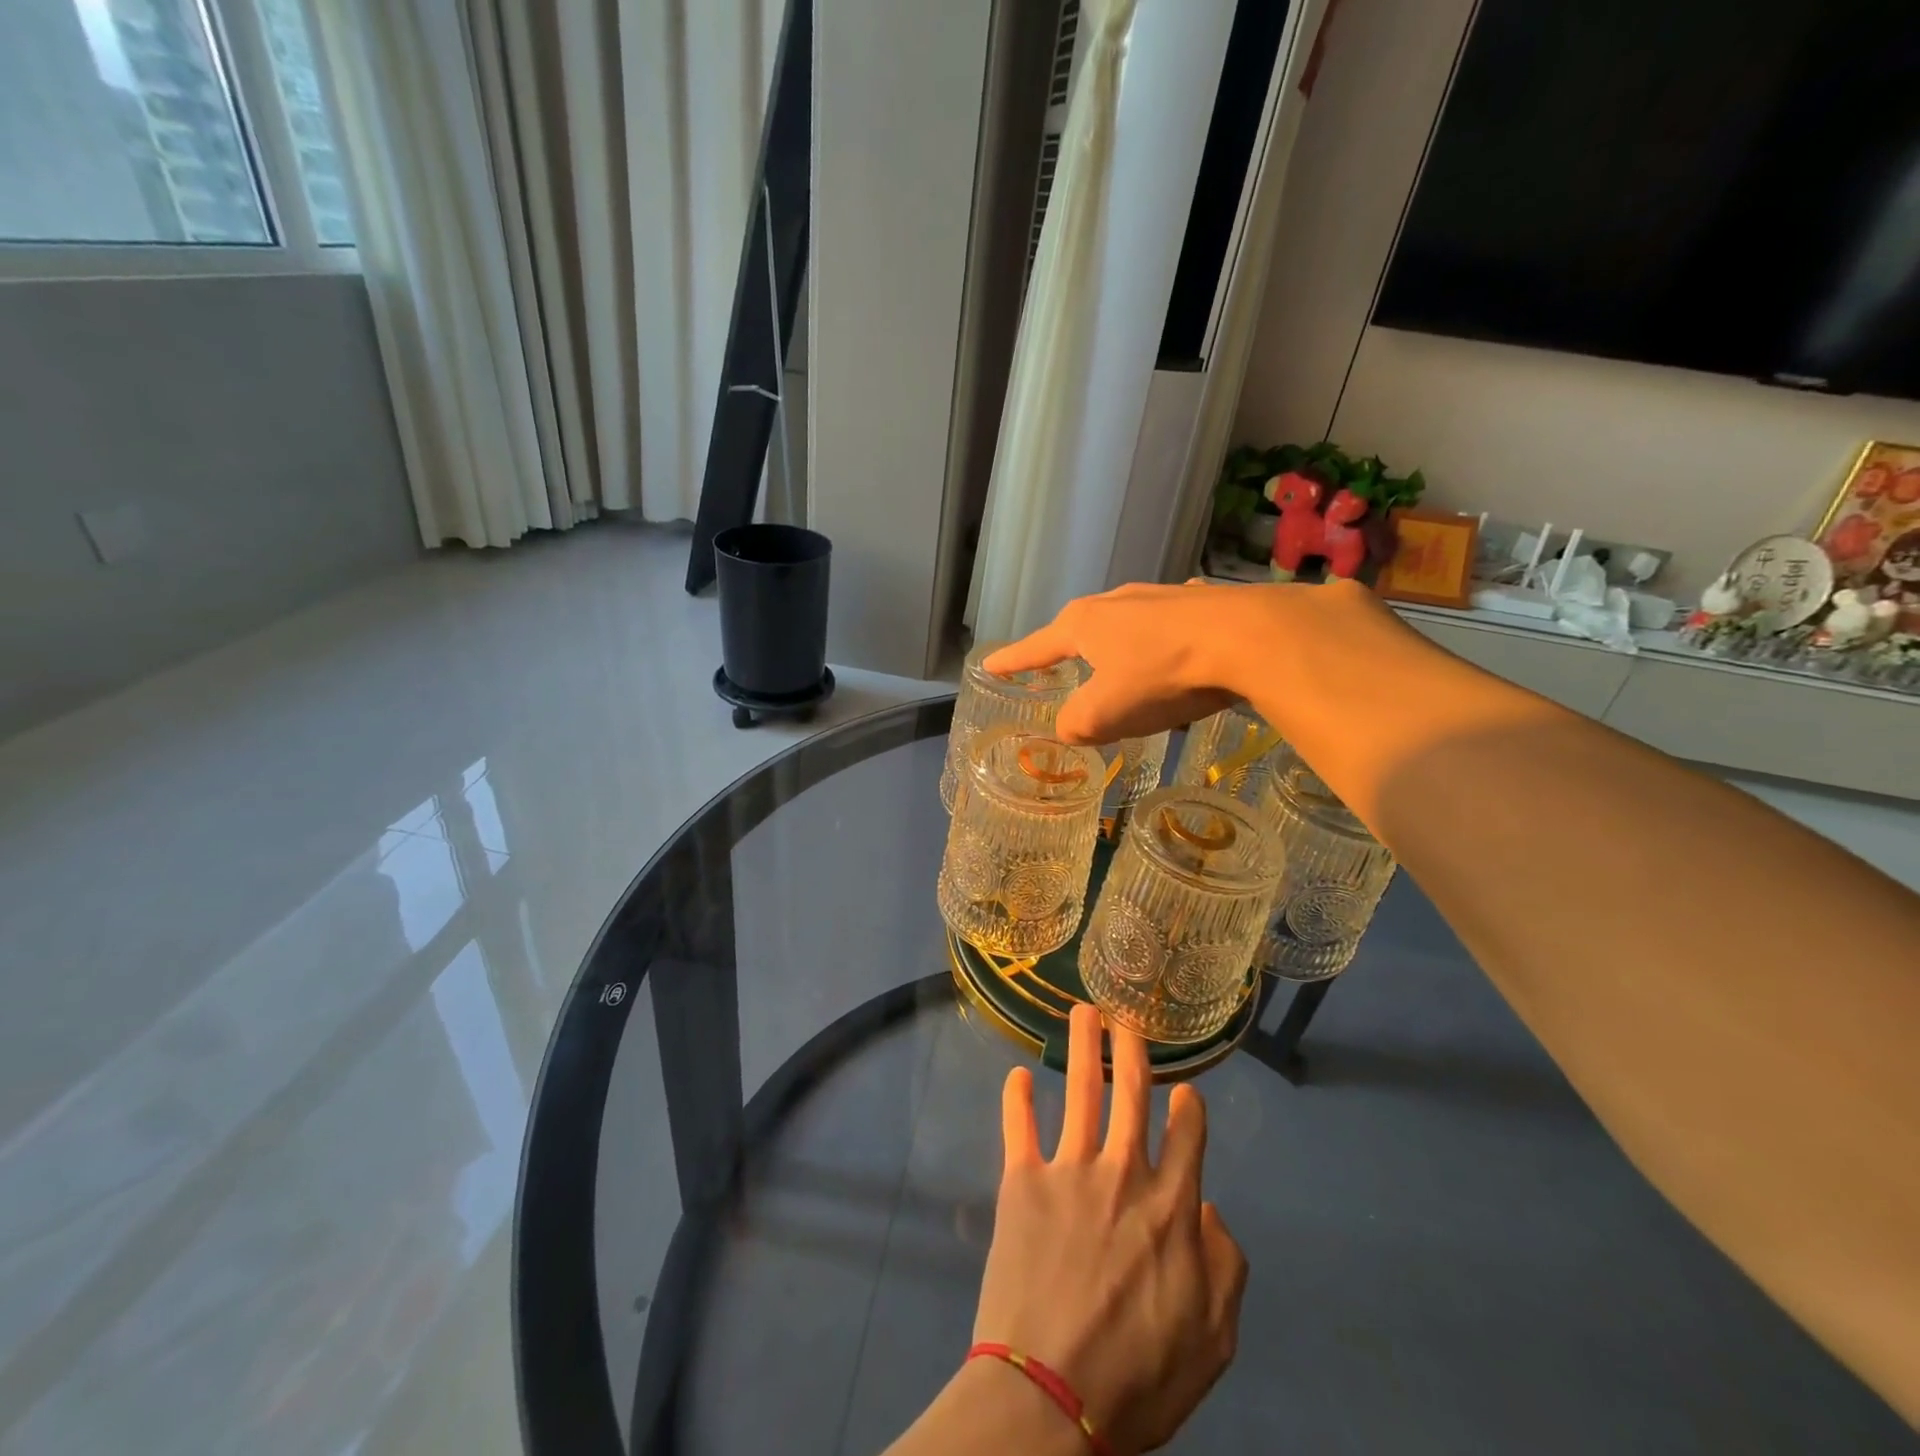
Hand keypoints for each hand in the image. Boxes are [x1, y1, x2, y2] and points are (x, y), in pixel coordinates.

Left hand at [973, 1005, 1247, 1454]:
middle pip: (1130, 1093)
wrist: (1050, 1396)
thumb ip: (1225, 1268)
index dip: (1189, 1109)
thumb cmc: (1138, 1376)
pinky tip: (1016, 1074)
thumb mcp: (1212, 1340)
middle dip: (1131, 1049)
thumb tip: (1210, 1209)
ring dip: (1082, 1046)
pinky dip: (1016, 1098)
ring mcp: (1069, 1170)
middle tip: (1126, 1015)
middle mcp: (1122, 1172)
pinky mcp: (1022, 1180)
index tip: (1186, 1090)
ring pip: (1080, 1091)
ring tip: (1083, 1012)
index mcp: (1170, 1206)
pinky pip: (1018, 1126)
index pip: (1187, 1136)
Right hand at [982, 578, 1401, 745]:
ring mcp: (1160, 596)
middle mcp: (1116, 601)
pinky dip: (1166, 651)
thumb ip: (1076, 724)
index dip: (1011, 662)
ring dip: (1122, 653)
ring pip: (1128, 629)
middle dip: (1070, 653)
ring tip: (1129, 678)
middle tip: (1061, 670)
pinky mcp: (1200, 602)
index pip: (1035, 648)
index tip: (988, 666)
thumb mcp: (1106, 713)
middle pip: (1081, 631)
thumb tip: (1070, 726)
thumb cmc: (1162, 674)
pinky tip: (1185, 663)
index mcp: (1084, 624)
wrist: (1249, 638)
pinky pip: (1169, 631)